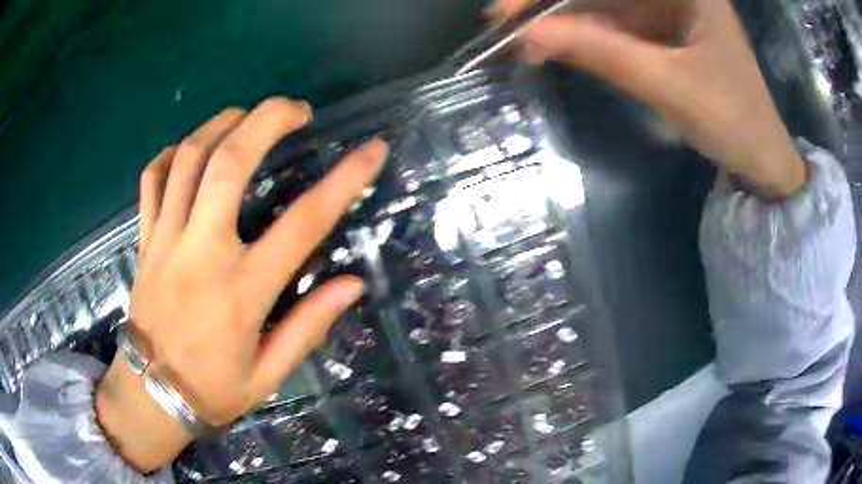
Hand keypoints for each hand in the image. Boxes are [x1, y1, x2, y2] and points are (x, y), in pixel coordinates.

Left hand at [95, 98, 387, 471]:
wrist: (151, 395)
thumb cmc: (212, 390)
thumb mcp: (268, 374)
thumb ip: (309, 326)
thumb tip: (352, 284)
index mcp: (242, 292)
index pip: (304, 222)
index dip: (345, 180)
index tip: (372, 150)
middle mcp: (202, 253)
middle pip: (231, 163)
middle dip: (268, 120)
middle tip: (296, 110)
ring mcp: (165, 241)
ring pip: (188, 158)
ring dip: (222, 124)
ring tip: (246, 115)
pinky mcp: (143, 241)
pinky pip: (152, 179)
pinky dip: (172, 153)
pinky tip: (191, 148)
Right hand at [492, 0, 807, 197]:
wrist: (762, 157)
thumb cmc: (734, 121)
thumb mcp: (670, 86)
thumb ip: (604, 54)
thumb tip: (531, 35)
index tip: (509, 9)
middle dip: (554, 3)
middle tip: (504, 21)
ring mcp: (667, 6)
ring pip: (605, 2)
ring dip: (564, 18)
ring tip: (523, 38)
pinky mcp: (663, 28)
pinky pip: (616, 21)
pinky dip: (586, 33)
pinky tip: (559, 43)